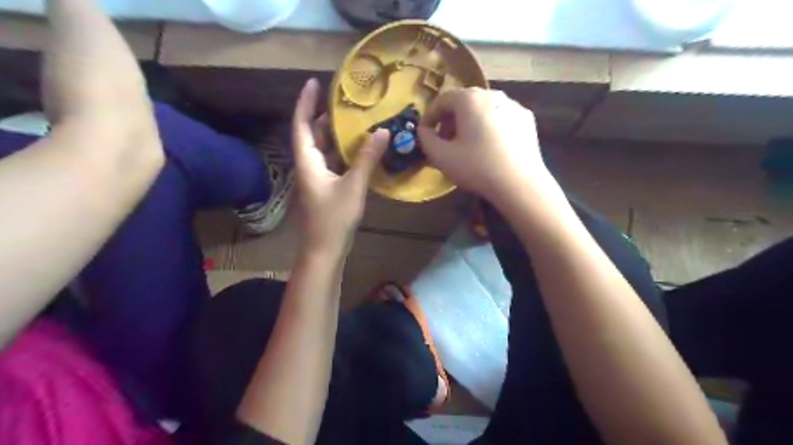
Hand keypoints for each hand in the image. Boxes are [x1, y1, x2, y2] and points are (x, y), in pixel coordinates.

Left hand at [293, 78, 389, 255]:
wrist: (324, 250)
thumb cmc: (334, 218)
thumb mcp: (353, 186)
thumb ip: (366, 159)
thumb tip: (382, 131)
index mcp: (307, 162)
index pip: (301, 125)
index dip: (305, 103)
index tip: (313, 83)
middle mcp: (308, 166)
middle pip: (311, 135)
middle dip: (323, 117)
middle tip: (342, 102)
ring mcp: (316, 178)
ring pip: (322, 149)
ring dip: (334, 135)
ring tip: (352, 120)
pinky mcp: (325, 188)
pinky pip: (331, 162)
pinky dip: (341, 152)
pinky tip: (357, 148)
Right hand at [415, 87, 552, 200]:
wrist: (519, 183)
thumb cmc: (476, 167)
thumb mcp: (441, 157)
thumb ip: (426, 140)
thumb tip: (423, 131)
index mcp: (469, 99)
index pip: (442, 100)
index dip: (429, 117)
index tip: (425, 134)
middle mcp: (492, 95)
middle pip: (464, 102)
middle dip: (450, 120)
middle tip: (445, 140)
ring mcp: (513, 105)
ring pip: (483, 109)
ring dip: (470, 123)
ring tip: (467, 144)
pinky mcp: (526, 120)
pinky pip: (500, 118)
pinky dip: (489, 127)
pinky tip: (490, 147)